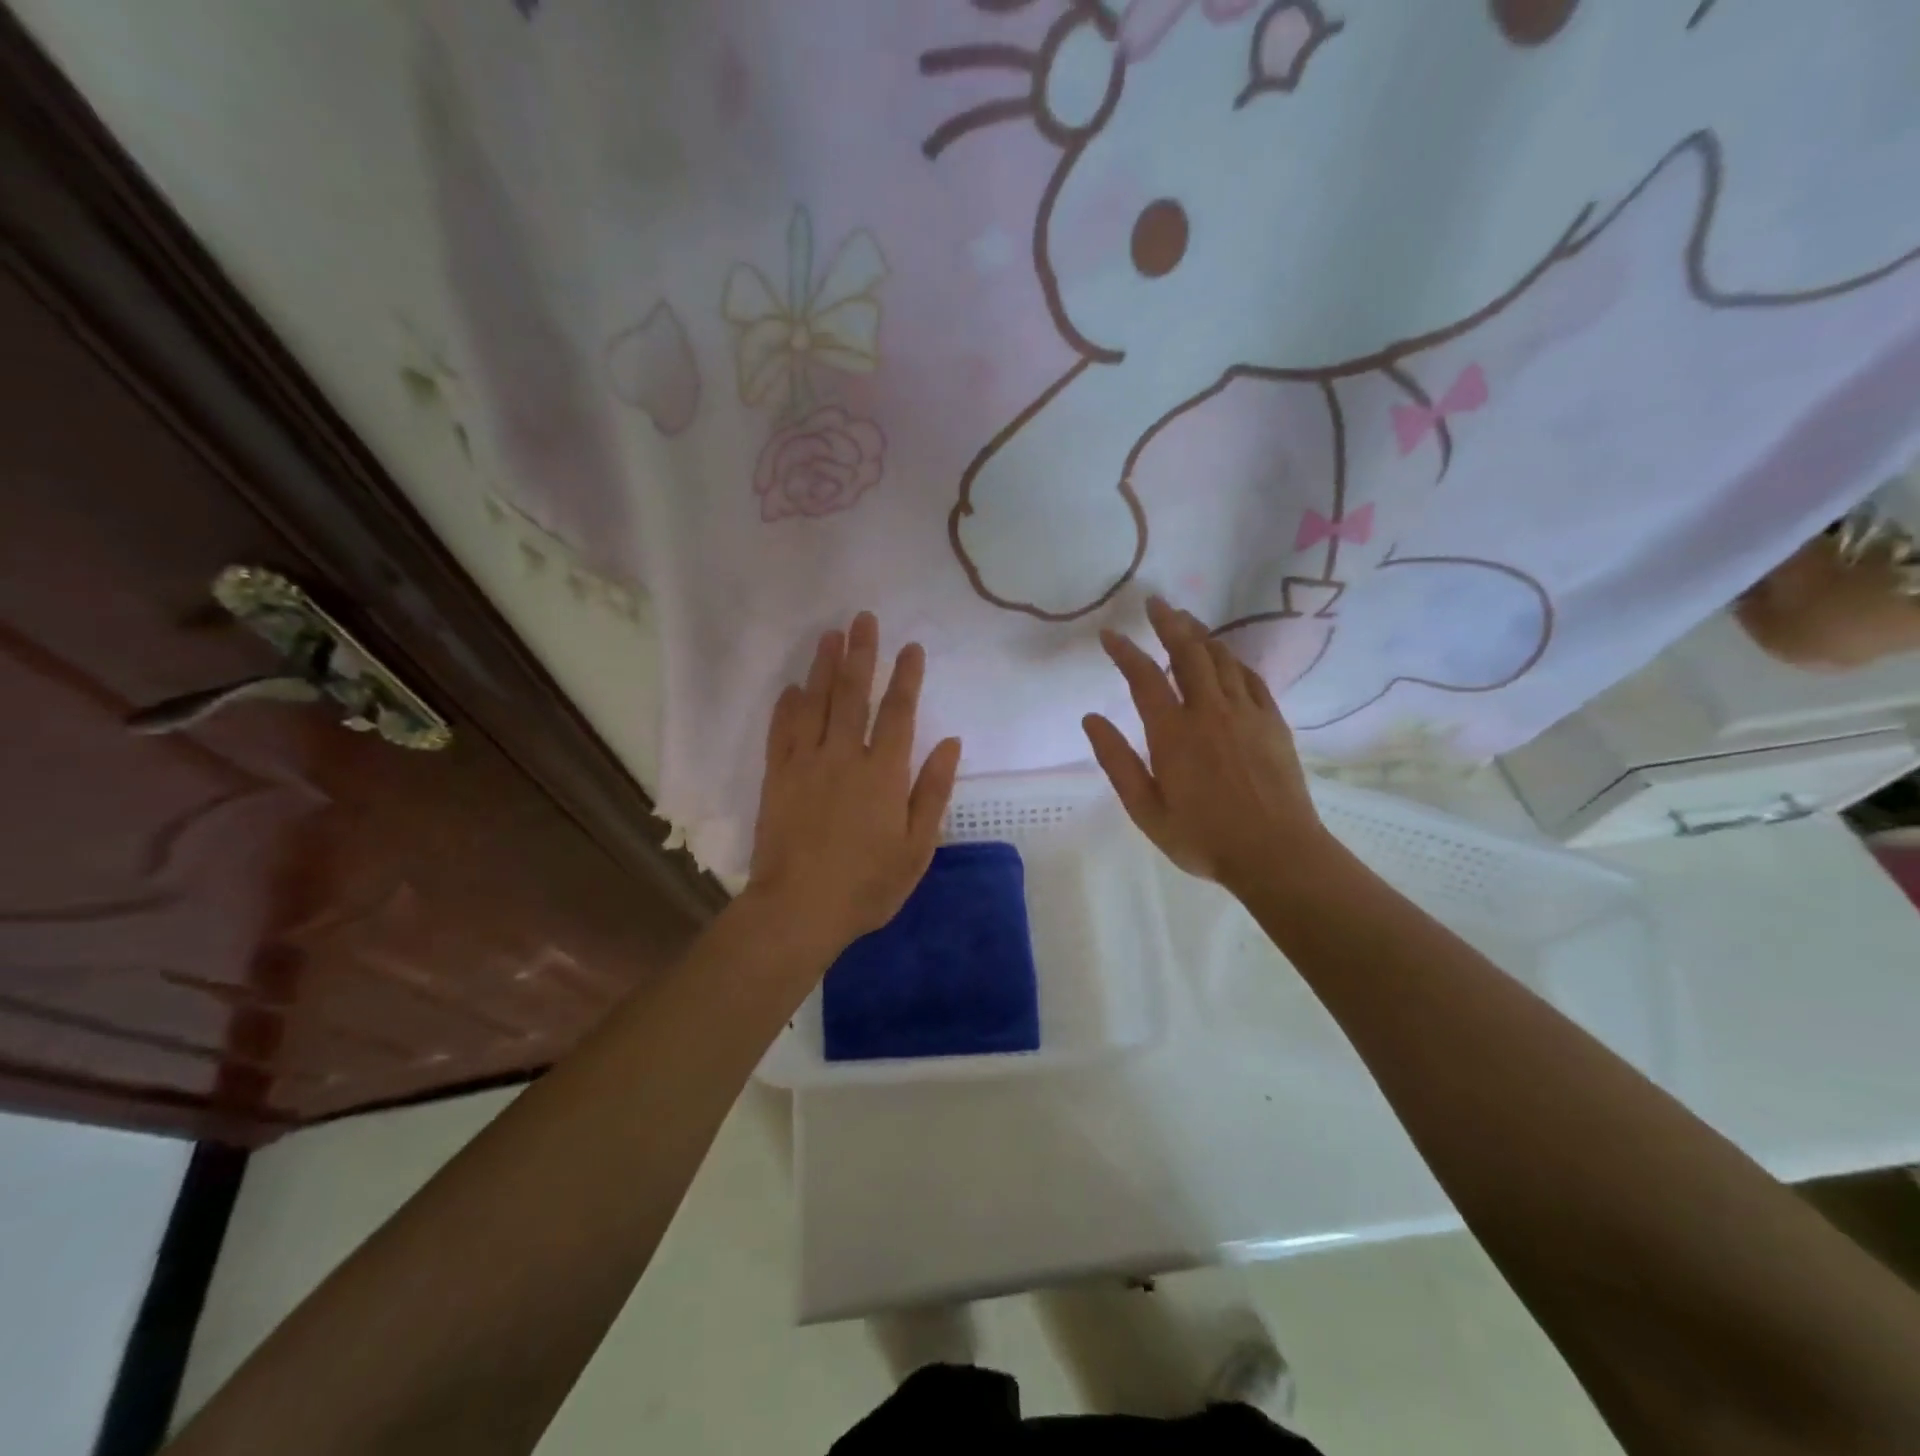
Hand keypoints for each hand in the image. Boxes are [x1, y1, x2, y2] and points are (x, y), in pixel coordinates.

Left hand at [747, 612, 962, 954]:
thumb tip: (950, 743)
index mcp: (884, 774)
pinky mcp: (777, 777)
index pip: (898, 713)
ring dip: (824, 667)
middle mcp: (845, 757)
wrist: (799, 909)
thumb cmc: (867, 884)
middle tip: (863, 618)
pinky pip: (782, 731)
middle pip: (854, 695)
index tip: (911, 647)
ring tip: (830, 635)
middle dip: (861, 654)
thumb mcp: (917, 848)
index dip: (906, 677)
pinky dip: (787, 706)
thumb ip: (932, 792)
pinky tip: (792, 686)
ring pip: (816, 703)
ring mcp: (806, 764)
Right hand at [1083, 597, 1324, 895]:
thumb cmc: (1203, 837)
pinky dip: (1233, 660)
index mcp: (1173, 733)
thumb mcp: (1146, 809)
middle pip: (1188, 653)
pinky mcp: (1272, 722)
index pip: (1144, 678)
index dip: (1125, 651)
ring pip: (1221, 659)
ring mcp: (1245, 713)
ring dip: (1201, 635)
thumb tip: (1091, 719)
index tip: (1110, 633)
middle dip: (1169, 623)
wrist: (1276, 853)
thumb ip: (1117, 761)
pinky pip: (1250, 677)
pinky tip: (1226, 657)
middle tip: (1157, 603)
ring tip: (1187, 620)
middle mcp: (1209, 712)